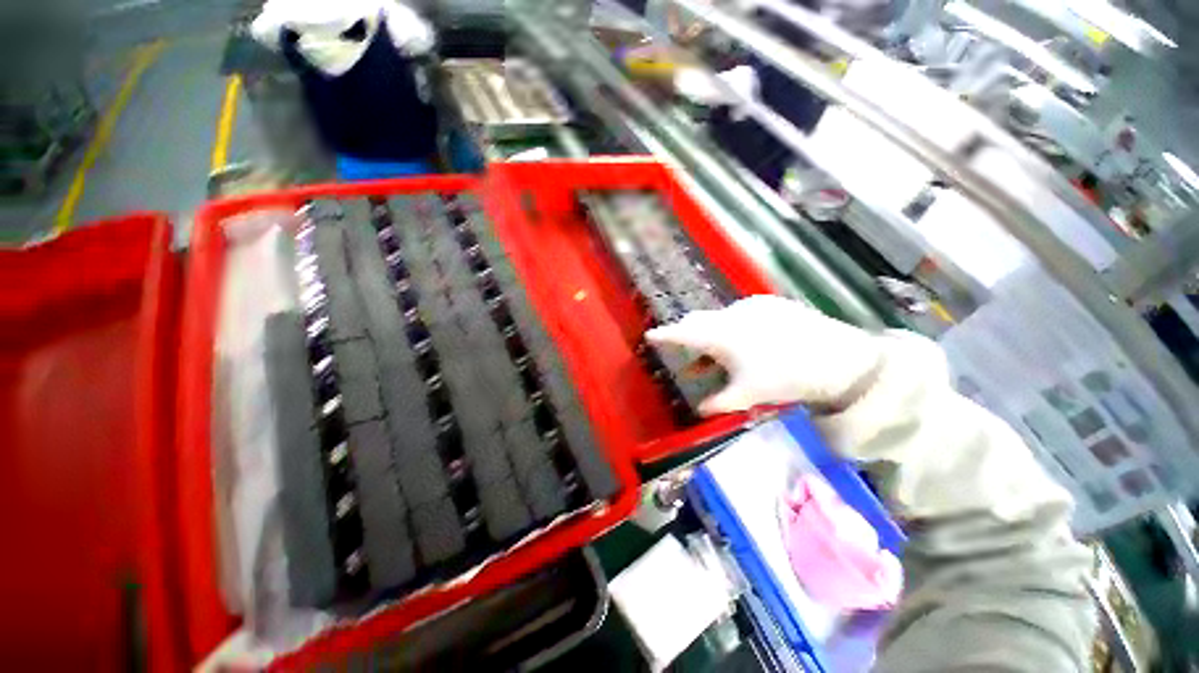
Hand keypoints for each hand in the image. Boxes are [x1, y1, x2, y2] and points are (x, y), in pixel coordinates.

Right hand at [645, 295, 882, 414]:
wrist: (840, 358)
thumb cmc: (786, 377)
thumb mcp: (748, 395)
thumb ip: (719, 403)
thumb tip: (699, 410)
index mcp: (721, 335)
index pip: (682, 332)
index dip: (663, 334)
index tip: (649, 336)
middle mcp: (731, 314)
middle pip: (698, 321)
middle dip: (686, 335)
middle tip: (682, 350)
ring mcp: (751, 306)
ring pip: (718, 318)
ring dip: (710, 335)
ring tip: (712, 357)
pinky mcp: (769, 304)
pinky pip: (739, 314)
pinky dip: (731, 327)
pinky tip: (743, 344)